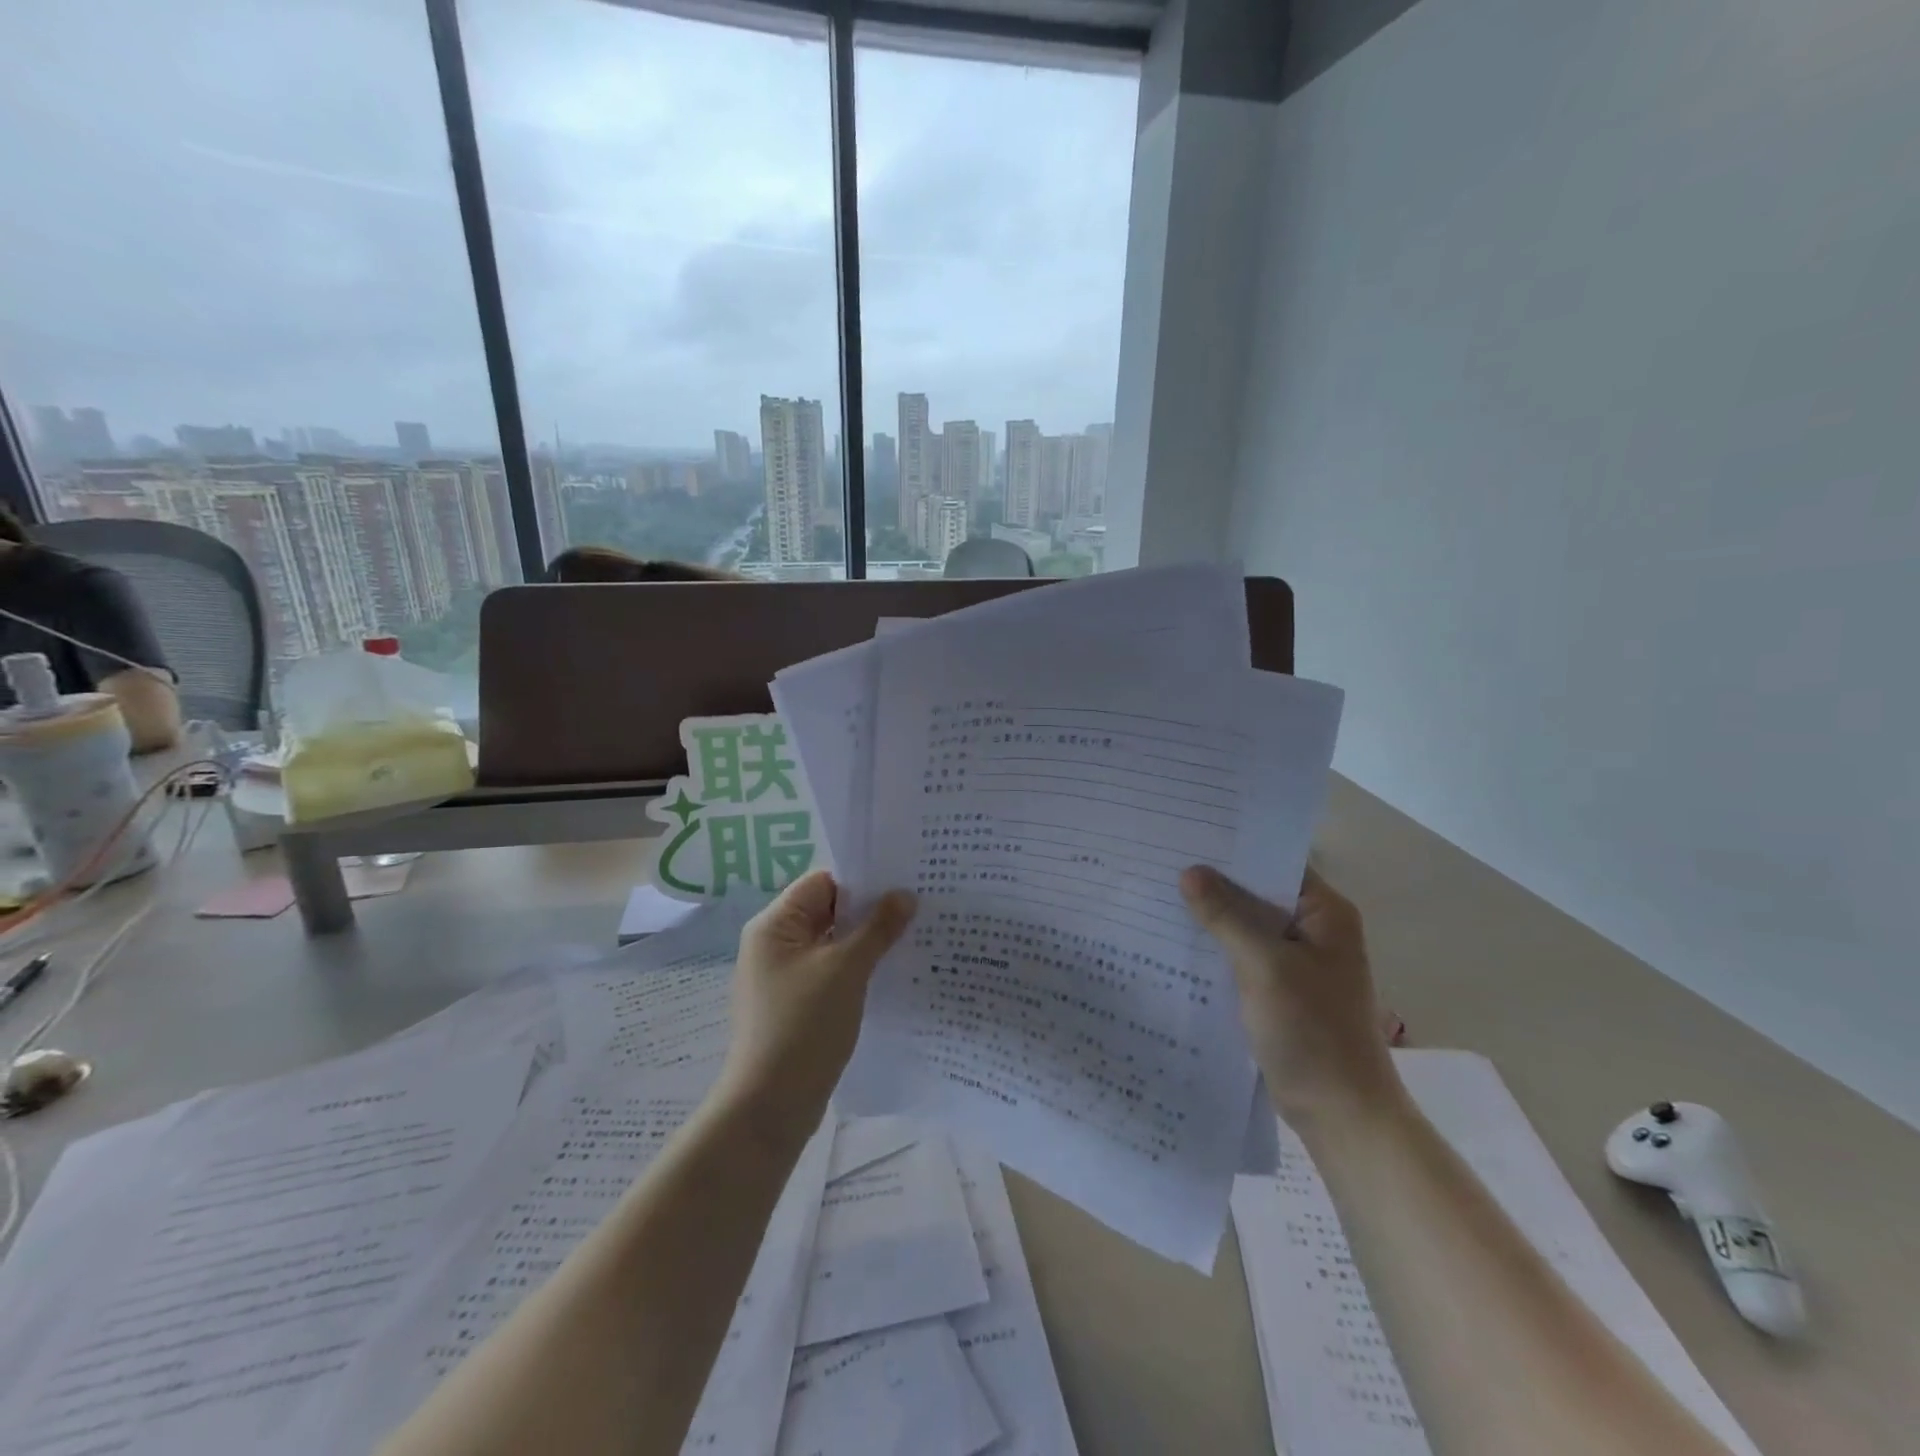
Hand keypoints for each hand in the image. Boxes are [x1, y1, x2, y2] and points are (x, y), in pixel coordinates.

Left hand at [719, 871, 915, 1139]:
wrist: (769, 1107)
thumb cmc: (804, 1026)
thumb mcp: (847, 969)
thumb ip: (877, 928)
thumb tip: (905, 894)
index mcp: (774, 925)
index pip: (822, 883)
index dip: (862, 881)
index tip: (904, 882)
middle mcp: (773, 944)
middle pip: (827, 911)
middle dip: (869, 911)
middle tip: (918, 908)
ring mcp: (783, 977)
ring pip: (831, 944)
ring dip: (866, 942)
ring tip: (912, 937)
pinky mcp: (795, 1005)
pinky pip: (829, 972)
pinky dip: (856, 969)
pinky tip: (889, 974)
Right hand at [1180, 865, 1403, 1124]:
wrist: (1340, 1114)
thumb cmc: (1313, 1033)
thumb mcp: (1266, 967)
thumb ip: (1227, 916)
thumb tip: (1189, 871)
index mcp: (1324, 913)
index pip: (1275, 861)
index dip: (1233, 847)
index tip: (1186, 833)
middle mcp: (1313, 929)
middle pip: (1256, 892)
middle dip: (1213, 881)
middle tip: (1160, 860)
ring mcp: (1295, 961)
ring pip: (1245, 924)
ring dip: (1210, 915)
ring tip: (1157, 893)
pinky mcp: (1278, 988)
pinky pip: (1241, 954)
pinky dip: (1214, 947)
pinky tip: (1175, 940)